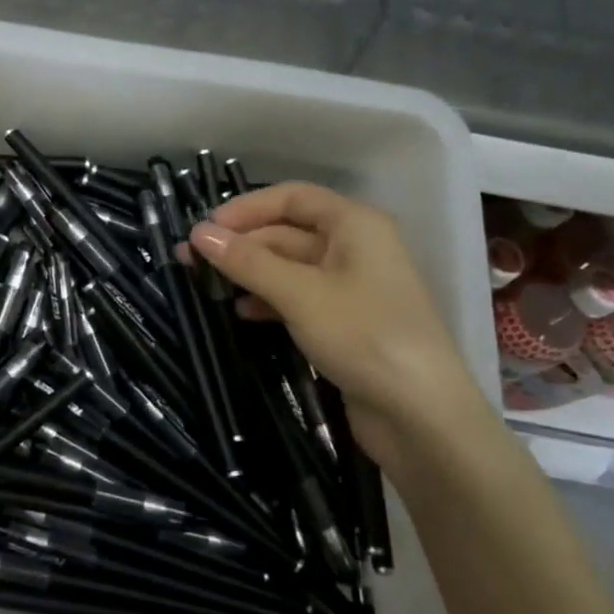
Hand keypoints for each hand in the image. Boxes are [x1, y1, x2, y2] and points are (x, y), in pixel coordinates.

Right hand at [189, 182, 488, 444]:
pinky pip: (299, 297)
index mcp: (354, 224)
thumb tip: (199, 233)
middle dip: (241, 244)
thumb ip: (248, 262)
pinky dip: (269, 300)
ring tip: (207, 287)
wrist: (422, 415)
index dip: (246, 208)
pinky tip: (242, 313)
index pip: (291, 197)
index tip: (205, 229)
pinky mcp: (346, 322)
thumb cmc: (364, 336)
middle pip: (288, 232)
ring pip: (290, 267)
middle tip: (191, 261)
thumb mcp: (299, 294)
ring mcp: (352, 287)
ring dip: (250, 273)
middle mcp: (355, 247)